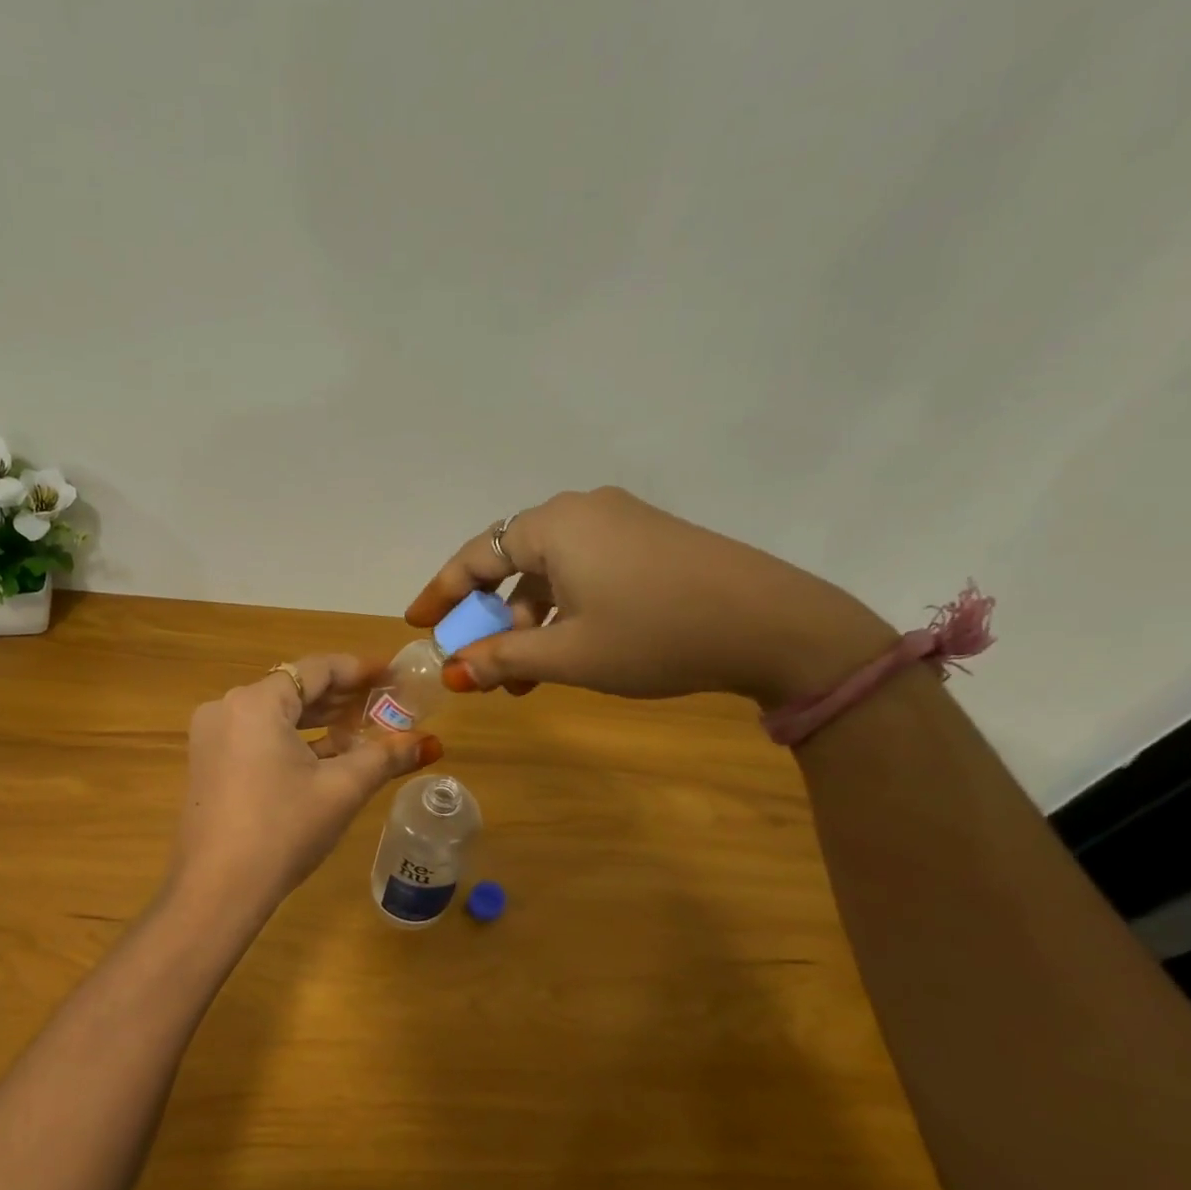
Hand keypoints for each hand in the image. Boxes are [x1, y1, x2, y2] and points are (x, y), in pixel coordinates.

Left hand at [170, 655, 441, 919]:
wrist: (217, 891)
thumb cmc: (283, 830)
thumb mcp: (341, 790)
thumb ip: (385, 757)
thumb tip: (430, 743)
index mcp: (256, 702)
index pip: (317, 669)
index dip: (360, 670)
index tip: (394, 675)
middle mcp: (227, 708)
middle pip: (295, 688)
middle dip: (342, 697)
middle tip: (385, 703)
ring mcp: (212, 736)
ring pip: (277, 714)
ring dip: (320, 720)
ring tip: (363, 728)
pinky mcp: (209, 762)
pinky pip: (258, 735)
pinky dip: (293, 740)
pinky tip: (327, 755)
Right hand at [406, 488, 895, 707]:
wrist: (772, 624)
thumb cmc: (654, 635)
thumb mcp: (569, 654)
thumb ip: (503, 659)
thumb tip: (454, 673)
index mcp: (553, 526)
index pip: (475, 557)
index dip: (440, 594)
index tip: (417, 625)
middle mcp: (582, 511)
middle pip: (511, 565)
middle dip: (490, 619)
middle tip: (478, 664)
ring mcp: (621, 523)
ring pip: (550, 574)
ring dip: (528, 624)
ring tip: (524, 678)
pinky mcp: (650, 541)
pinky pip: (584, 573)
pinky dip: (564, 612)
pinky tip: (567, 653)